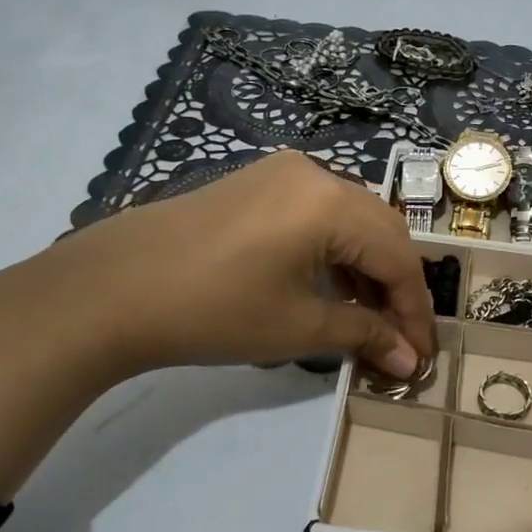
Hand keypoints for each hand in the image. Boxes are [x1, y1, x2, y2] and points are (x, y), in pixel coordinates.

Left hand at [52, 149, 434, 377]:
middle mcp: (316, 173)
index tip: (421, 355)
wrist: (110, 289)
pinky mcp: (257, 182)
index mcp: (332, 202)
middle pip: (381, 230)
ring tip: (369, 319)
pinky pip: (317, 214)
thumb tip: (408, 360)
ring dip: (367, 268)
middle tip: (400, 338)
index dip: (415, 310)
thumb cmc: (214, 310)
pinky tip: (331, 287)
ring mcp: (283, 172)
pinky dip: (335, 251)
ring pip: (351, 219)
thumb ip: (363, 335)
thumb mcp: (298, 327)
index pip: (398, 257)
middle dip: (397, 287)